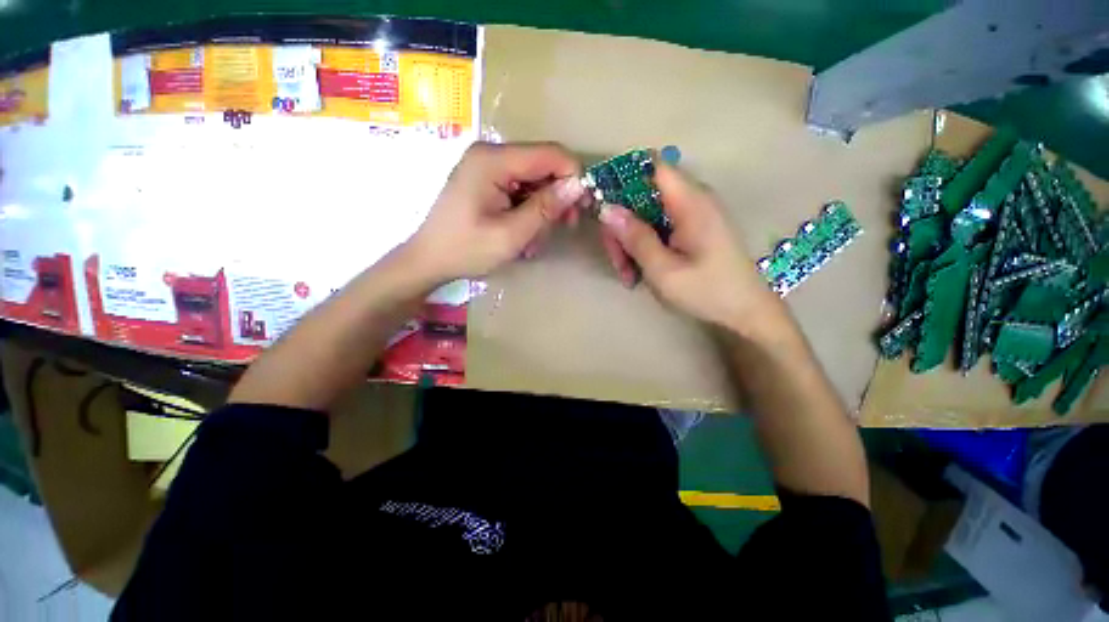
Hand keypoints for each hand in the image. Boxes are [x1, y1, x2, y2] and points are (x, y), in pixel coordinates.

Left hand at [406, 142, 585, 283]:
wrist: (429, 260)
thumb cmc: (466, 250)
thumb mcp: (511, 234)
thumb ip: (545, 208)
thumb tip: (578, 185)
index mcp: (493, 160)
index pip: (550, 154)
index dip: (572, 177)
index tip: (581, 207)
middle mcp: (491, 154)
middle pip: (542, 166)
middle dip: (556, 197)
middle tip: (562, 227)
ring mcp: (487, 167)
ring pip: (534, 180)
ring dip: (542, 209)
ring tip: (534, 239)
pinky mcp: (487, 181)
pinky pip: (520, 189)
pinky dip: (528, 211)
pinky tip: (523, 233)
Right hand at [598, 163, 787, 334]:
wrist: (746, 312)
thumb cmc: (707, 292)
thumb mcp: (663, 270)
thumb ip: (636, 238)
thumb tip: (607, 209)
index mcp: (691, 203)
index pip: (652, 167)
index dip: (623, 178)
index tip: (603, 205)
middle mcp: (692, 201)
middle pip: (643, 196)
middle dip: (622, 225)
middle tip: (616, 259)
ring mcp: (692, 216)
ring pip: (646, 215)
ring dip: (630, 241)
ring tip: (627, 275)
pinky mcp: (691, 230)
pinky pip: (657, 228)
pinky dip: (643, 247)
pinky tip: (639, 272)